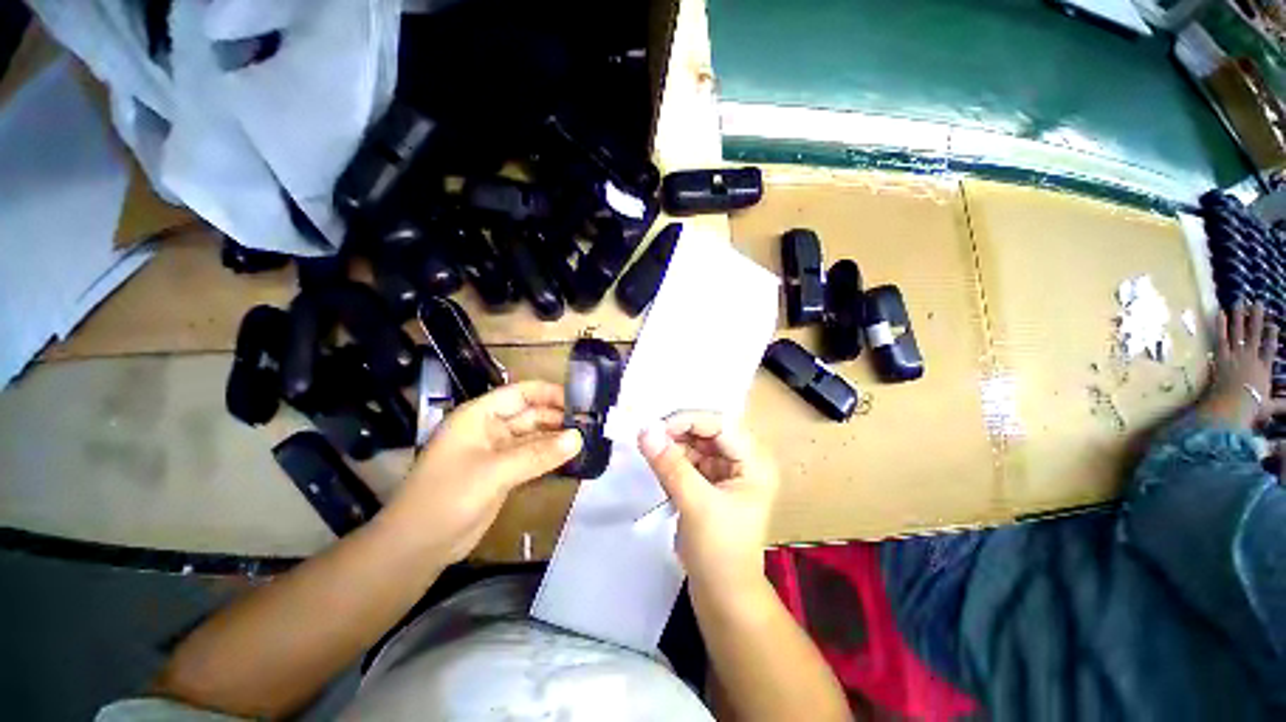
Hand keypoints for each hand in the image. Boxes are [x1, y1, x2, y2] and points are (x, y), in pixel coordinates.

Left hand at [384, 381, 581, 563]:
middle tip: (592, 425)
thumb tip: (579, 438)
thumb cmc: (448, 497)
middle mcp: (490, 428)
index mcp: (480, 416)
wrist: (418, 547)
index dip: (550, 393)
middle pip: (531, 414)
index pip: (521, 393)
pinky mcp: (503, 473)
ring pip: (534, 437)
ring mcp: (497, 452)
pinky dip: (550, 457)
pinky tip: (571, 458)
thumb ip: (538, 454)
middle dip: (558, 417)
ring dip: (557, 438)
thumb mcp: (494, 472)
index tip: (581, 401)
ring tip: (588, 440)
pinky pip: (532, 457)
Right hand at [638, 412, 778, 596]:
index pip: (721, 425)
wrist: (723, 598)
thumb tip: (645, 429)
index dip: (688, 420)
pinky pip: (689, 461)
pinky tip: (659, 467)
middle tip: (647, 437)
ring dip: (673, 446)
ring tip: (651, 453)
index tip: (655, 427)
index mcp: (754, 462)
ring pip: (695, 445)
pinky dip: (673, 461)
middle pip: (707, 432)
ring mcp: (727, 473)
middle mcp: (744, 461)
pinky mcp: (711, 484)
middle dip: (678, 433)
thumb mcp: (695, 504)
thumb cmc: (719, 552)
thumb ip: (670, 464)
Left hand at [1202, 301, 1283, 427]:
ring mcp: (1236, 357)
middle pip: (1255, 334)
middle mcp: (1251, 359)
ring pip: (1239, 331)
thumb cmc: (1250, 410)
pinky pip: (1221, 338)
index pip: (1270, 349)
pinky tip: (1220, 312)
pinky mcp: (1222, 358)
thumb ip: (1281, 405)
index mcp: (1264, 370)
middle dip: (1257, 318)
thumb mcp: (1269, 408)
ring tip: (1240, 301)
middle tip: (1258, 302)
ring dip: (1240, 316)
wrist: (1232, 410)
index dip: (1272, 336)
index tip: (1274, 324)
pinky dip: (1221, 325)